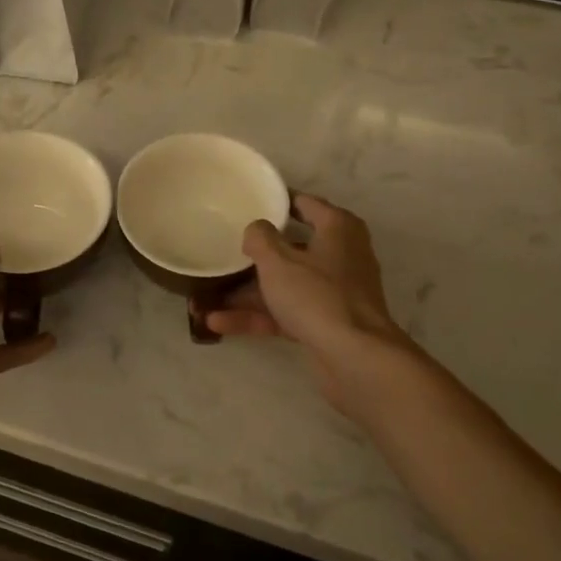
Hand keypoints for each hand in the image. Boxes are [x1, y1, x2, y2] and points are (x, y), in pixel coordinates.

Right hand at [206, 195, 433, 425]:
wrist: (355, 358)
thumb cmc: (317, 296)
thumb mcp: (278, 260)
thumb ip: (260, 238)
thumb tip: (256, 229)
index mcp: (337, 228)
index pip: (304, 203)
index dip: (275, 201)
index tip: (247, 203)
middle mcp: (340, 255)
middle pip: (291, 248)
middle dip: (254, 255)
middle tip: (223, 249)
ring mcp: (333, 292)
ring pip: (284, 284)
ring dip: (246, 293)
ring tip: (205, 297)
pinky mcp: (325, 323)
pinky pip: (285, 313)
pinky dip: (257, 317)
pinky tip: (218, 322)